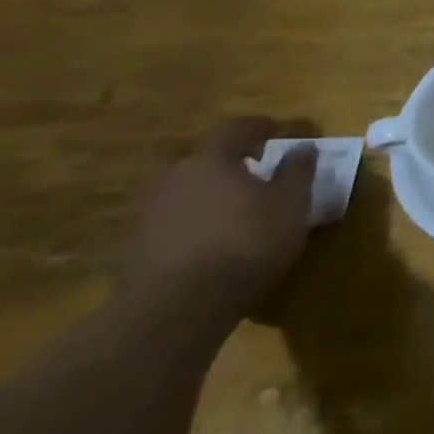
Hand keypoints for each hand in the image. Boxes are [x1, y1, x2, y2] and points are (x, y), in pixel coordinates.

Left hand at [119, 117, 317, 319]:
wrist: (176, 308)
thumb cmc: (246, 242)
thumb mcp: (291, 203)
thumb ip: (298, 170)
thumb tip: (302, 147)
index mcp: (210, 159)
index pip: (236, 128)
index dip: (262, 126)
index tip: (284, 131)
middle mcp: (171, 177)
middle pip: (198, 156)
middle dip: (225, 158)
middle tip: (251, 168)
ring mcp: (145, 213)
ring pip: (179, 189)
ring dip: (204, 191)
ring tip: (231, 206)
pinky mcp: (131, 248)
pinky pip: (167, 220)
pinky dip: (188, 220)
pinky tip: (207, 238)